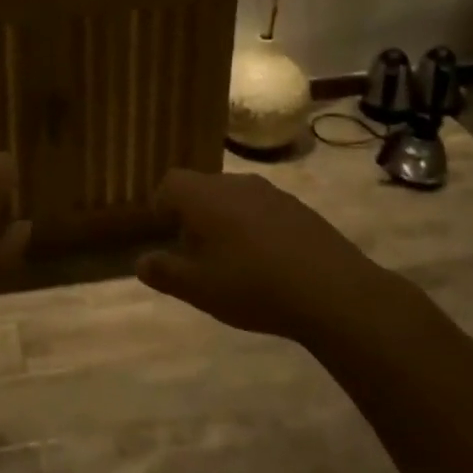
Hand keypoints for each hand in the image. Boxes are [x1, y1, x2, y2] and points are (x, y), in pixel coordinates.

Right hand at [137, 169, 399, 346]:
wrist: (332, 290)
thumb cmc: (252, 285)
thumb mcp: (199, 288)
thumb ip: (165, 272)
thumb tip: (141, 261)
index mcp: (204, 196)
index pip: (171, 183)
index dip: (161, 205)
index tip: (162, 232)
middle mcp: (235, 182)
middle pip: (203, 188)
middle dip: (193, 214)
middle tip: (194, 250)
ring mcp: (271, 192)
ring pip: (234, 197)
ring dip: (226, 219)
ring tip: (231, 258)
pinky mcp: (299, 207)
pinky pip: (263, 209)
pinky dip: (255, 227)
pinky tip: (267, 262)